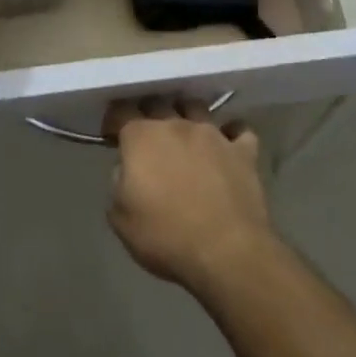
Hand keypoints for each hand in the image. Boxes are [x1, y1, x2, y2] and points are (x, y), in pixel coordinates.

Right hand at [105, 97, 278, 295]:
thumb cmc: (165, 237)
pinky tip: (228, 146)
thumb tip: (128, 171)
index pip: (121, 111)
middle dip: (148, 113)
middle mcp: (177, 125)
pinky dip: (232, 134)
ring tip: (185, 134)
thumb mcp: (120, 218)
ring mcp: (213, 135)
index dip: (113, 120)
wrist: (226, 253)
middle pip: (158, 103)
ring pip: (197, 107)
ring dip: (187, 115)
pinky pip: (239, 131)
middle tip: (146, 137)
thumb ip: (118, 184)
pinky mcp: (243, 152)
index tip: (112, 136)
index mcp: (142, 138)